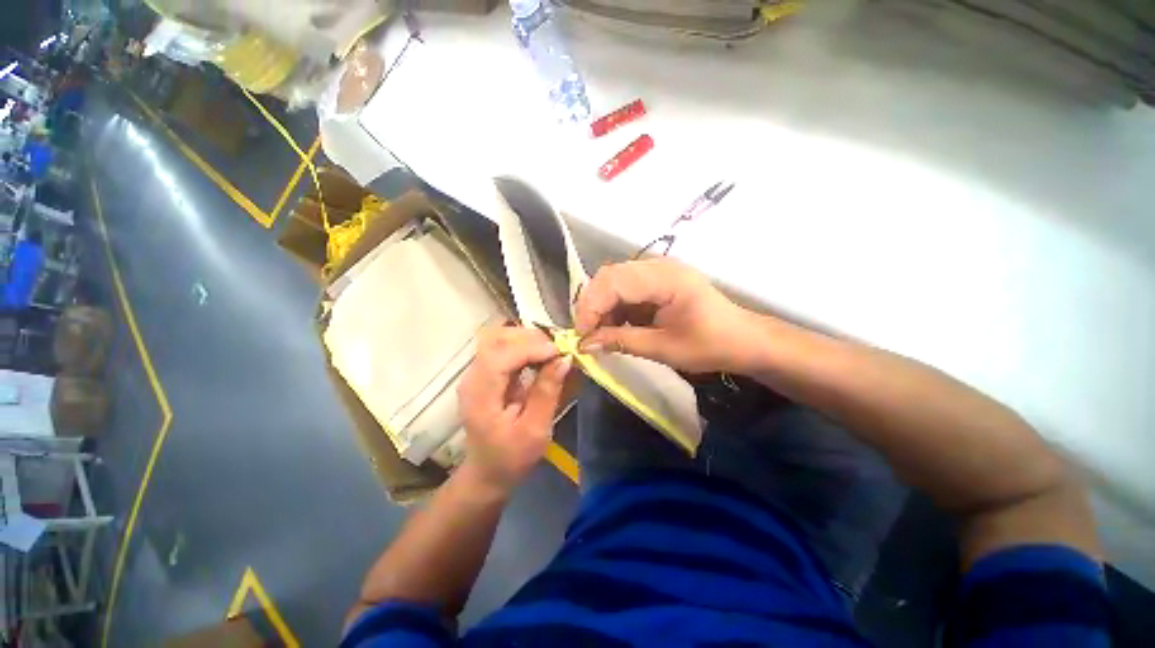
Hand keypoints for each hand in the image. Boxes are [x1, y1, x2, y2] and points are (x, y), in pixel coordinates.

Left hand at [458, 325, 572, 492]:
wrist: (488, 471)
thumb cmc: (511, 457)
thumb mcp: (535, 431)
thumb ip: (547, 393)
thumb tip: (564, 359)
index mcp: (480, 395)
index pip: (500, 356)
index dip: (530, 348)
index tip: (559, 352)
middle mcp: (473, 377)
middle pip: (495, 338)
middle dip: (529, 338)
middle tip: (557, 350)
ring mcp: (477, 372)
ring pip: (498, 337)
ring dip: (527, 339)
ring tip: (551, 351)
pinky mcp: (486, 372)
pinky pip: (503, 346)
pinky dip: (524, 345)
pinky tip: (540, 355)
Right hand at [575, 259, 762, 373]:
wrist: (742, 340)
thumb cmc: (711, 345)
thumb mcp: (664, 348)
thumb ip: (622, 341)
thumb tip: (584, 344)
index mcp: (666, 278)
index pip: (613, 281)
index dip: (591, 306)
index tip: (582, 336)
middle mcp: (658, 266)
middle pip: (609, 276)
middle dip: (592, 306)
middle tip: (587, 335)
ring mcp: (657, 271)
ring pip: (613, 281)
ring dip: (601, 307)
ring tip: (600, 334)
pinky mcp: (655, 281)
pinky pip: (624, 289)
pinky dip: (614, 308)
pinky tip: (615, 326)